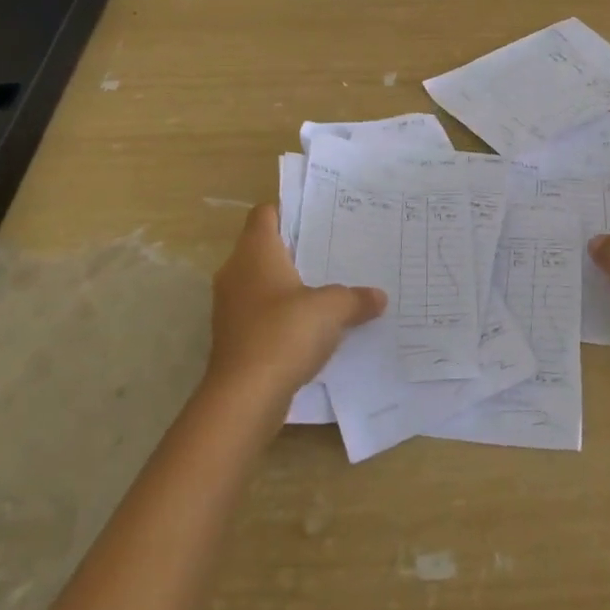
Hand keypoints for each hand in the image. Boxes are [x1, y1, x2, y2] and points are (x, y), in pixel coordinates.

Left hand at [206, 204, 386, 402]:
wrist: (244, 397)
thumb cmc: (284, 333)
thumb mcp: (331, 309)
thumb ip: (355, 298)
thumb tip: (378, 296)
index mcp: (255, 252)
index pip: (265, 214)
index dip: (289, 212)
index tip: (318, 219)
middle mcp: (236, 272)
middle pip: (264, 248)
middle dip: (296, 251)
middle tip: (333, 252)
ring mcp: (230, 306)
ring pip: (262, 283)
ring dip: (289, 286)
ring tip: (327, 289)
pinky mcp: (234, 337)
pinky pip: (261, 314)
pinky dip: (282, 316)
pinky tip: (311, 328)